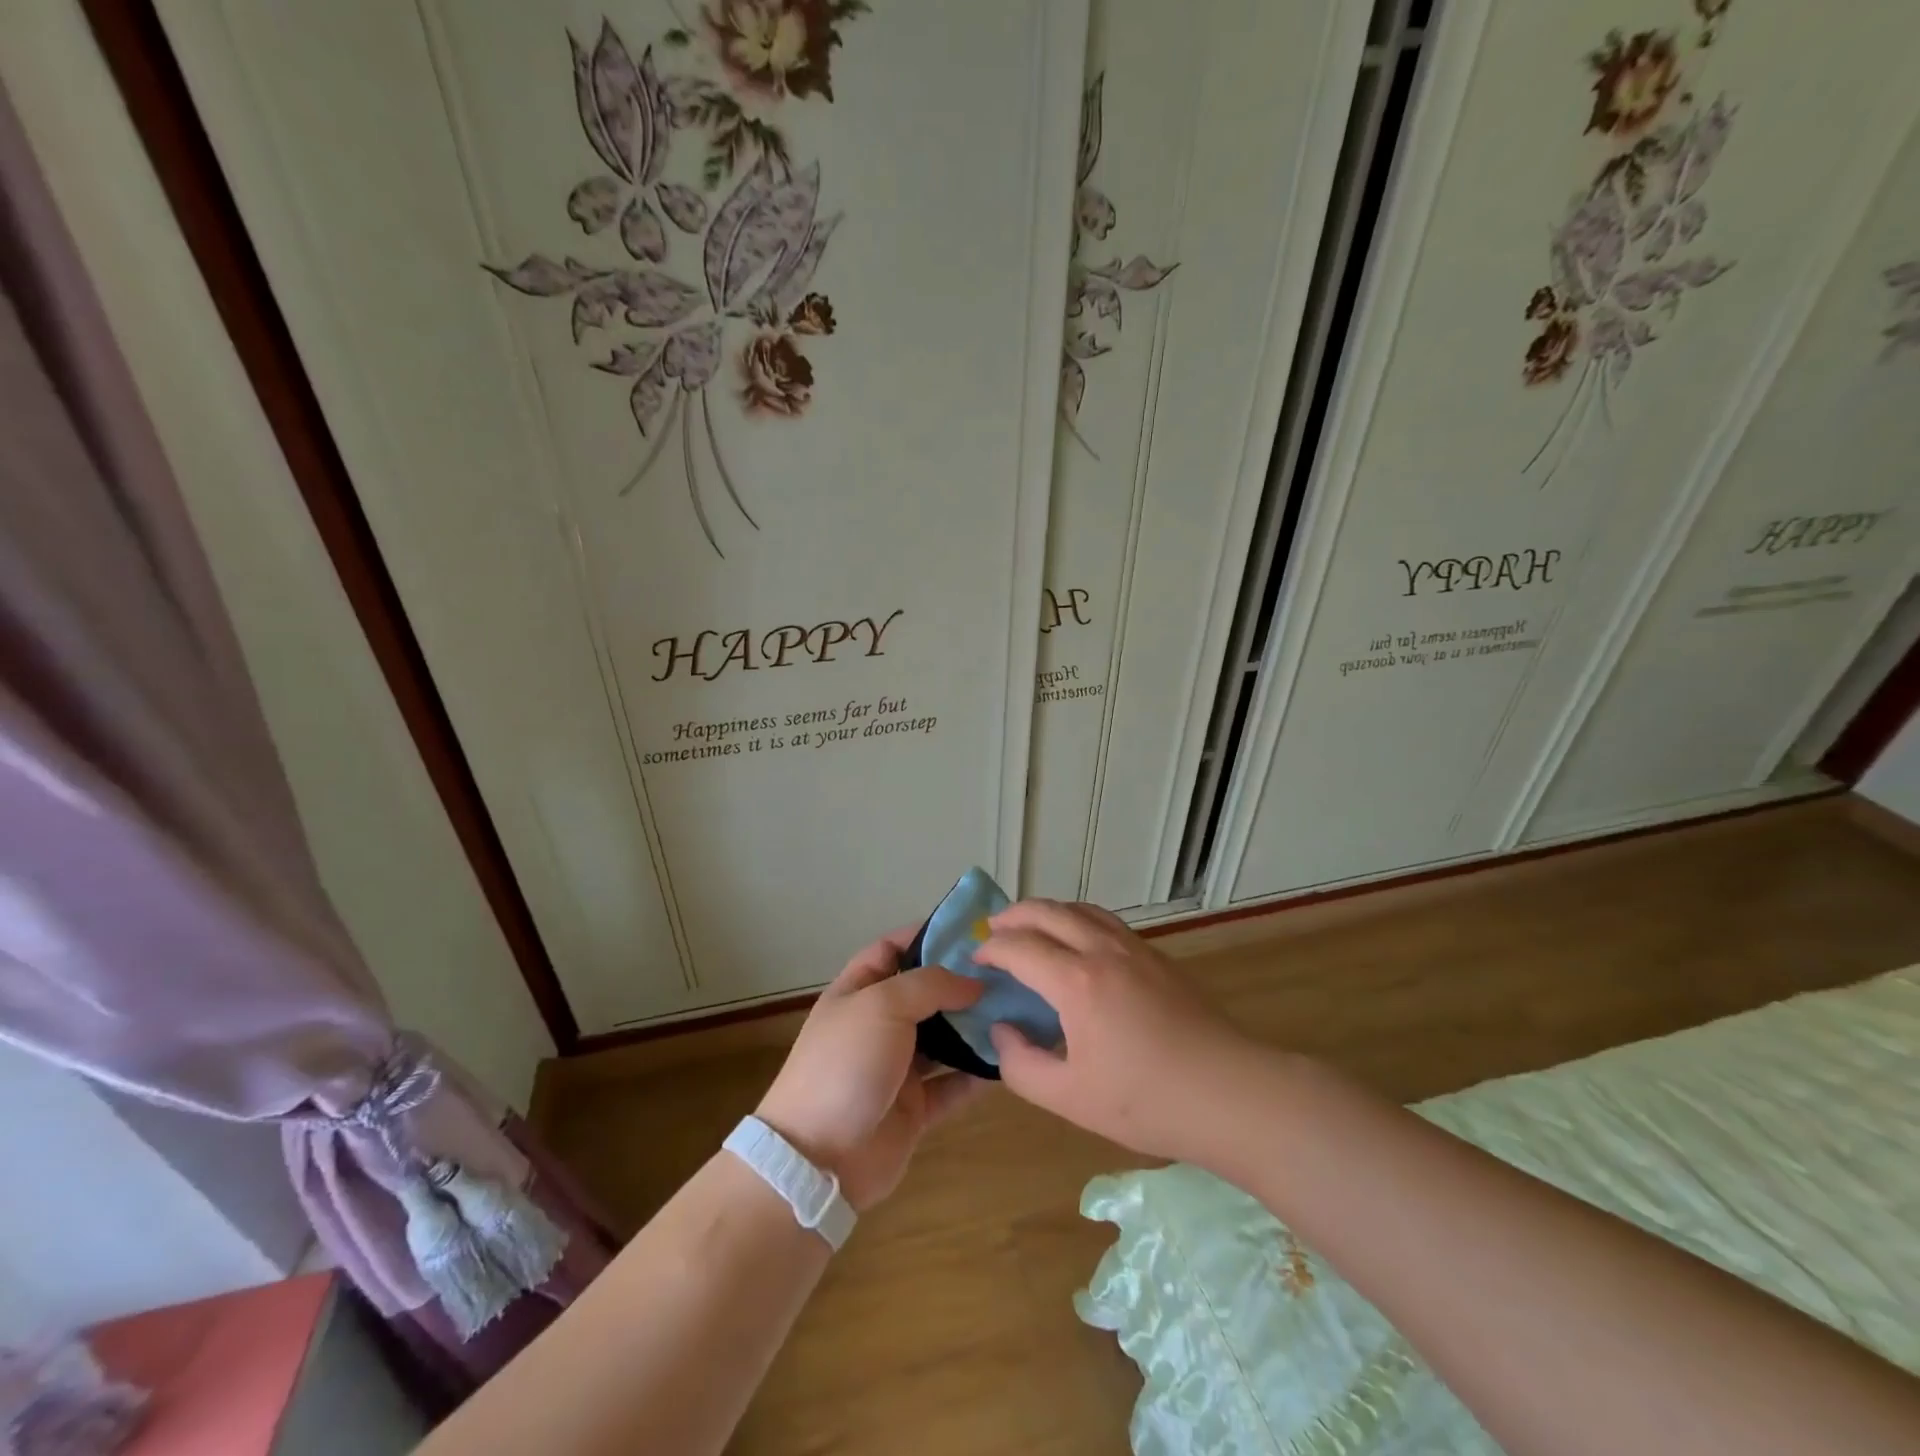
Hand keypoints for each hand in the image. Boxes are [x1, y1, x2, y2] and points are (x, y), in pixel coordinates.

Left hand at [756, 928, 987, 1210]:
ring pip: (944, 1039)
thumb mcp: (882, 1005)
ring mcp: (897, 1068)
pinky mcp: (915, 1108)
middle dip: (961, 983)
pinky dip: (978, 1074)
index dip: (925, 935)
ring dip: (975, 1027)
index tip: (970, 930)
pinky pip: (953, 1084)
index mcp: (858, 992)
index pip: (892, 950)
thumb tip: (973, 982)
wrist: (819, 1159)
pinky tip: (1010, 1058)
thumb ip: (930, 985)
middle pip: (925, 994)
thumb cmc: (845, 1064)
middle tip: (1009, 973)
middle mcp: (878, 1025)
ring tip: (1019, 1010)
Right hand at [979, 899, 1260, 1164]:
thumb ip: (1022, 1065)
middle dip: (1013, 916)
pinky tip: (1077, 943)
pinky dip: (1076, 919)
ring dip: (1047, 911)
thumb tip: (1003, 1031)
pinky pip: (1105, 921)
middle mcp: (1102, 951)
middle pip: (1048, 912)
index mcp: (1077, 982)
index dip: (991, 950)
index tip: (975, 960)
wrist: (1229, 1093)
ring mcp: (1134, 948)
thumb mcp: (1070, 1098)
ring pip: (1080, 909)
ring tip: (1029, 927)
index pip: (1020, 947)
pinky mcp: (1157, 957)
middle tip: (992, 930)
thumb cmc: (1146, 1101)